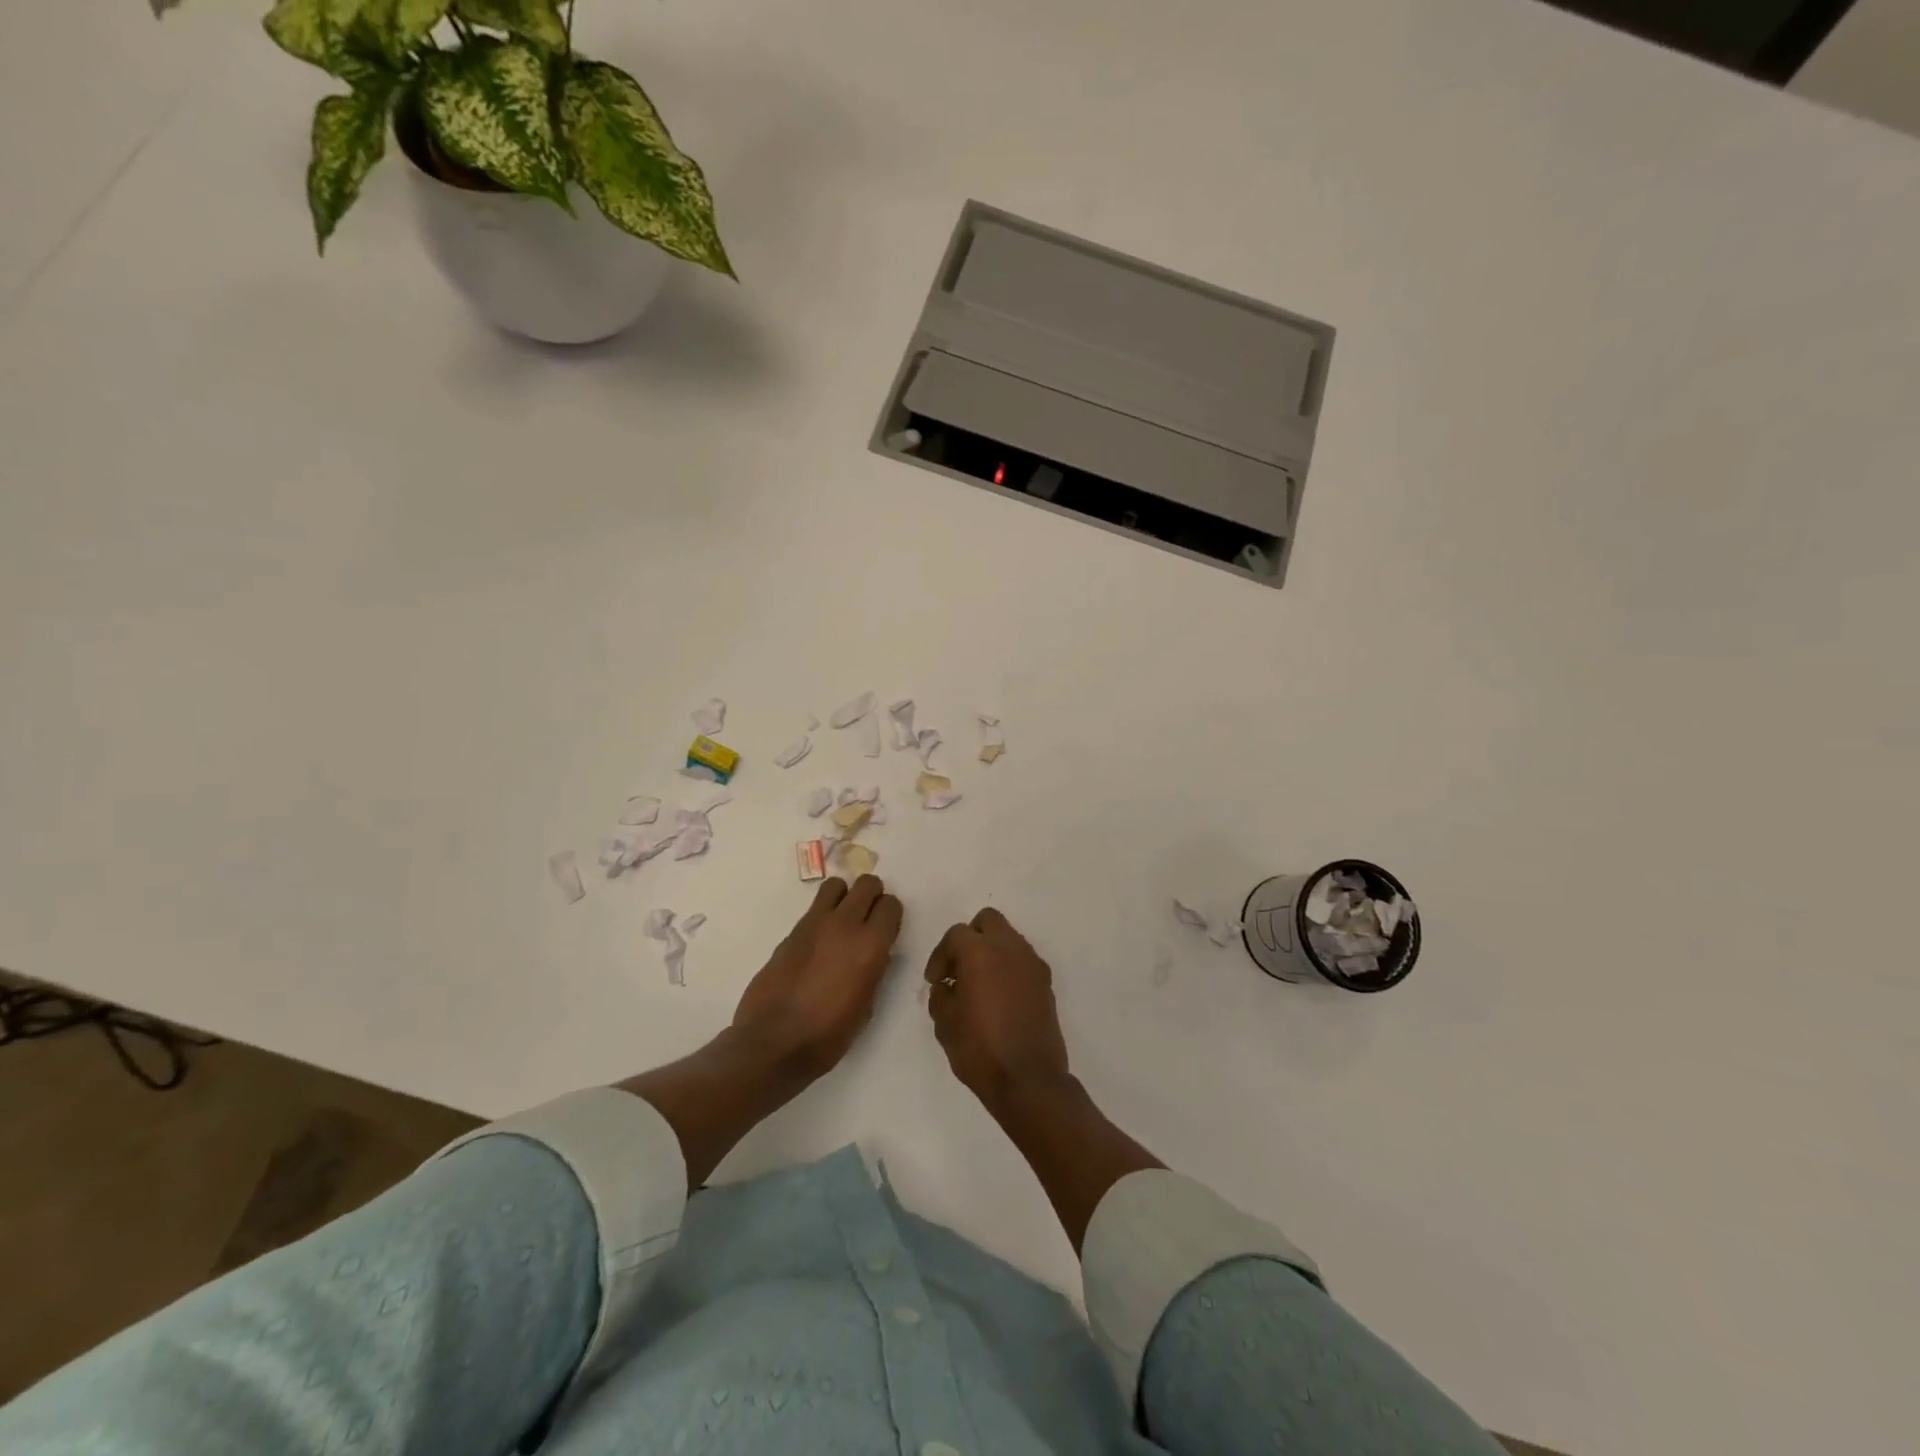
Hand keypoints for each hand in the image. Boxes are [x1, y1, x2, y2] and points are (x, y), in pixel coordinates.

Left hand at [732, 875, 903, 1078]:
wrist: (773, 1043)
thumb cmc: (828, 1035)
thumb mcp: (866, 1006)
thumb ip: (874, 970)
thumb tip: (876, 954)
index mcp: (870, 946)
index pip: (891, 905)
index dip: (891, 915)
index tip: (887, 929)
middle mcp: (845, 925)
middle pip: (867, 884)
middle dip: (872, 896)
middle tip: (868, 917)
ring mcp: (815, 924)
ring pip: (836, 885)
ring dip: (844, 897)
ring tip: (842, 921)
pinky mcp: (791, 931)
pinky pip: (814, 908)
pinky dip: (822, 915)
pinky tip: (819, 942)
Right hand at [924, 908, 1071, 1113]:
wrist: (1029, 1080)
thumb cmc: (980, 1050)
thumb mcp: (945, 1024)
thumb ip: (941, 995)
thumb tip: (947, 986)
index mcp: (980, 952)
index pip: (956, 934)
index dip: (940, 955)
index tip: (935, 980)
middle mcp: (1010, 948)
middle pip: (988, 921)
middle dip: (970, 938)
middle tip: (959, 968)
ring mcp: (1032, 964)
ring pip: (1009, 938)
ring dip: (992, 951)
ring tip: (979, 984)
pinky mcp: (1046, 982)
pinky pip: (1023, 960)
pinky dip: (1009, 968)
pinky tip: (1000, 998)